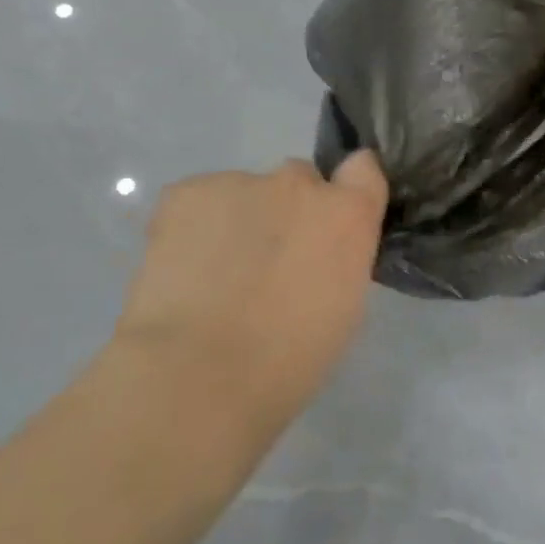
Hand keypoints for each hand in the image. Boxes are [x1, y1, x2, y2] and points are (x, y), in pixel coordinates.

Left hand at [114, 155, 388, 411]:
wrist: (196, 373)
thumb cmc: (286, 361)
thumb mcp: (341, 309)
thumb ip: (336, 259)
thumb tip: (315, 253)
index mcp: (346, 214)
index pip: (363, 169)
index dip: (347, 190)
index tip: (332, 221)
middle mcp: (297, 183)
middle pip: (298, 181)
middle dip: (288, 213)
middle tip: (266, 264)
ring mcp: (238, 182)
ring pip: (243, 194)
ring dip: (238, 222)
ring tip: (212, 277)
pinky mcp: (185, 193)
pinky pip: (197, 203)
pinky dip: (193, 228)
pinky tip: (181, 271)